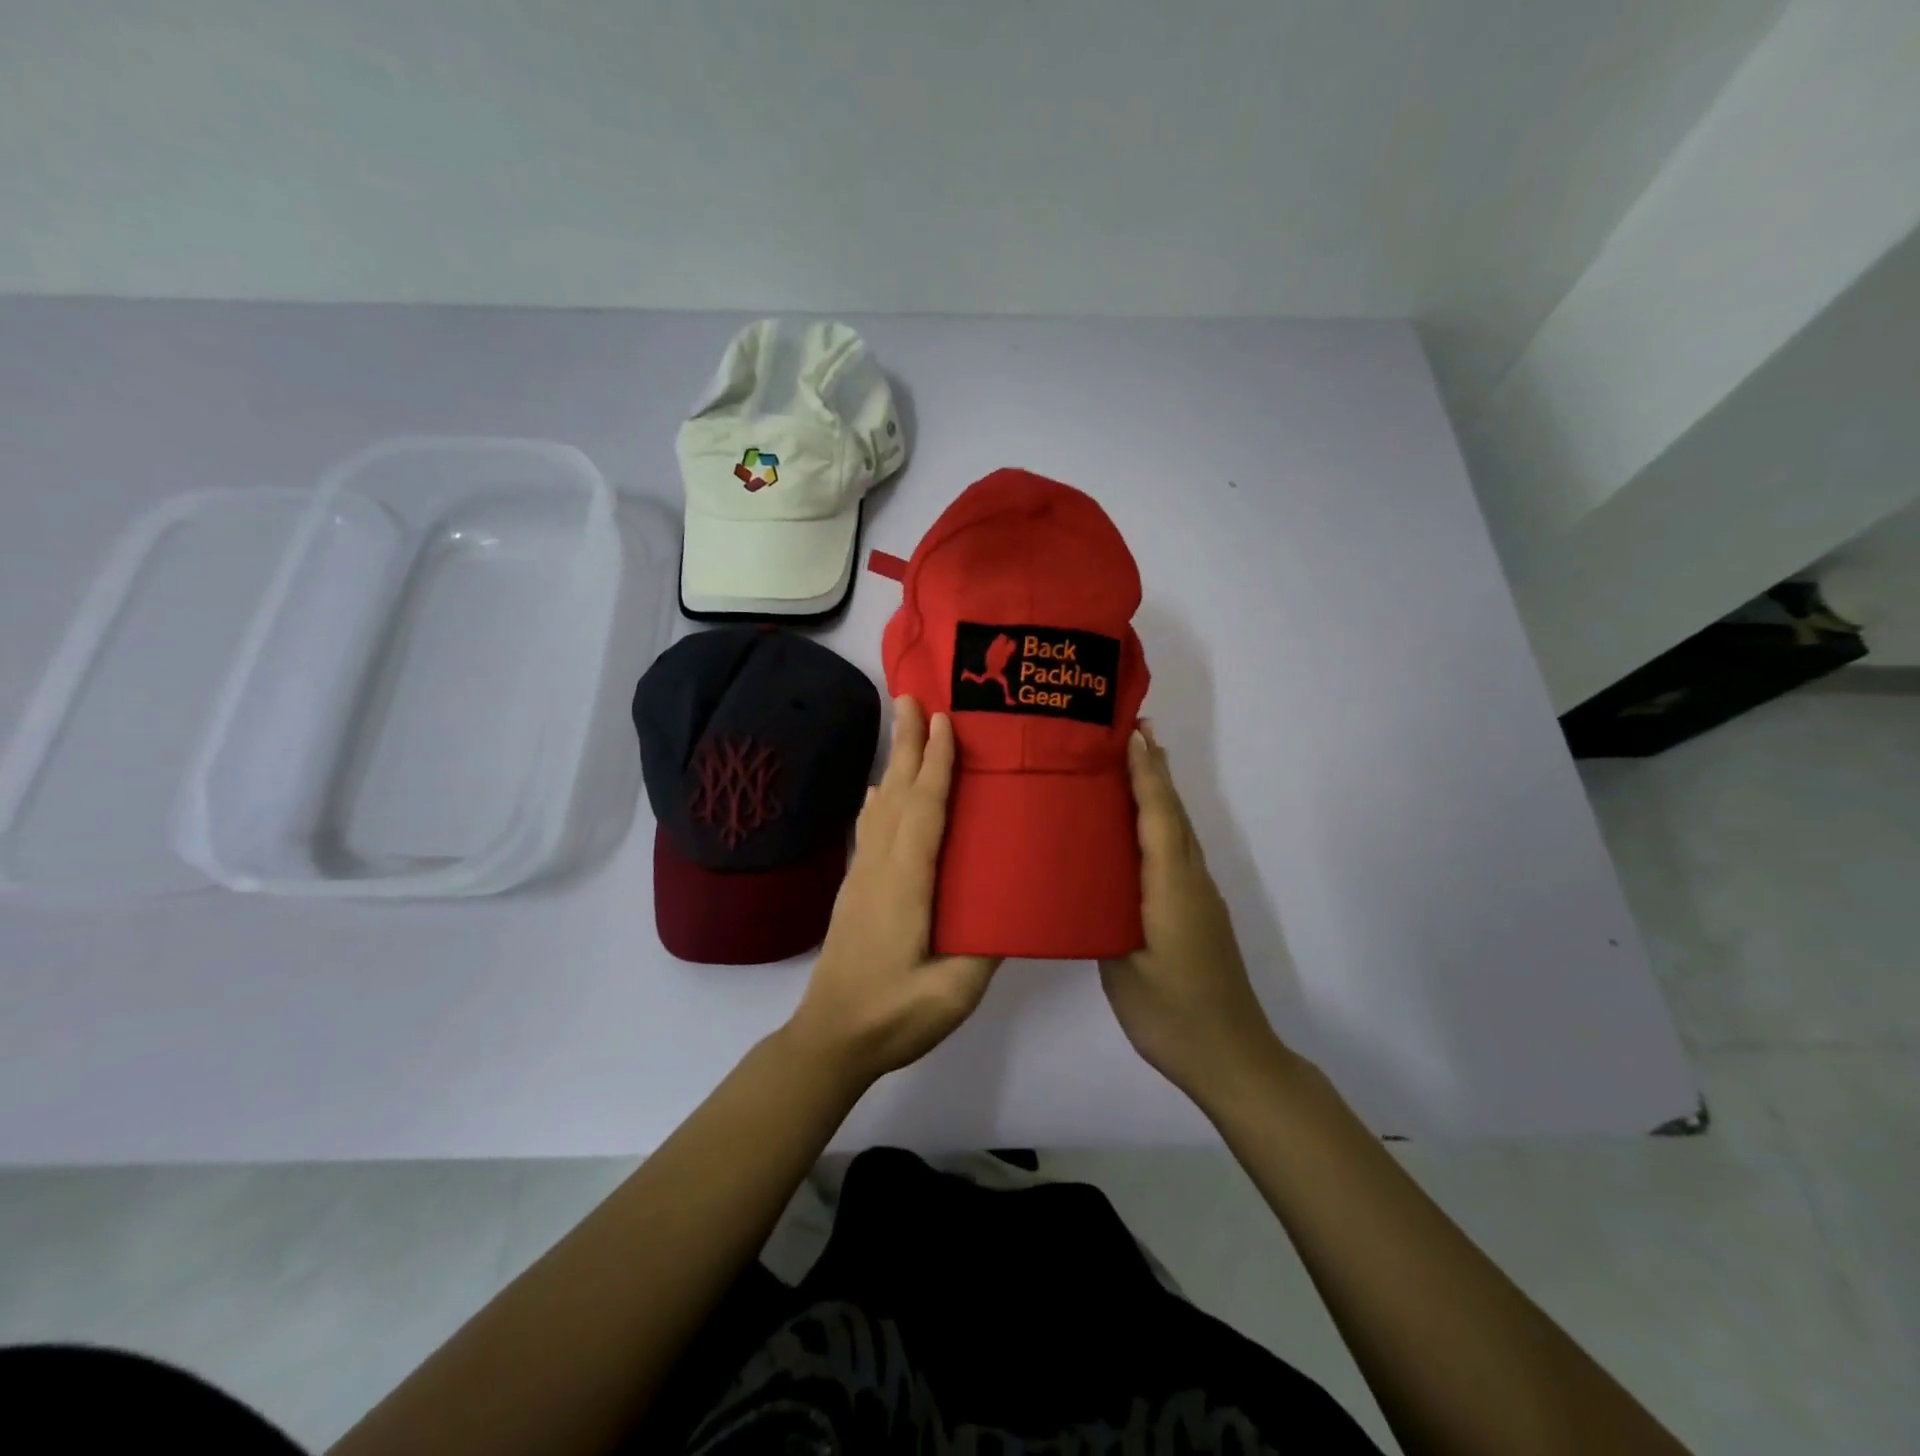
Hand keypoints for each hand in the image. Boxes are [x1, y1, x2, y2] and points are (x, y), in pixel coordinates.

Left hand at [786, 697, 1000, 1085]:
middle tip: (913, 697)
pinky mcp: (856, 888)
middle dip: (907, 743)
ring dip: (893, 762)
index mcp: (906, 883)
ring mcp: (863, 876)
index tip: (945, 721)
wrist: (831, 1038)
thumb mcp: (953, 992)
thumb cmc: (894, 1015)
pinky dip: (879, 798)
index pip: (924, 810)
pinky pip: (871, 827)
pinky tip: (881, 789)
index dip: (936, 764)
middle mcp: (881, 867)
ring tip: (902, 726)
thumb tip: (1016, 903)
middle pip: (897, 793)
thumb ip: (986, 946)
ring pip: (881, 806)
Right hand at [1099, 722, 1287, 1105]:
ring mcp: (1200, 898)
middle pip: (1174, 814)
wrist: (1233, 1058)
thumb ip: (1103, 918)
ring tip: (1133, 764)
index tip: (1132, 733)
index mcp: (1172, 888)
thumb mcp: (1123, 967)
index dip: (1145, 774)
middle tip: (1130, 731)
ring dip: (1160, 794)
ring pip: (1179, 832)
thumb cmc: (1172, 1014)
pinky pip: (1178, 853)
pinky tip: (1140, 830)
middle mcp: (1192, 882)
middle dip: (1155, 770)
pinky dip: (1162, 824)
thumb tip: (1082, 884)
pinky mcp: (1199, 913)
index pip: (1159, 817)